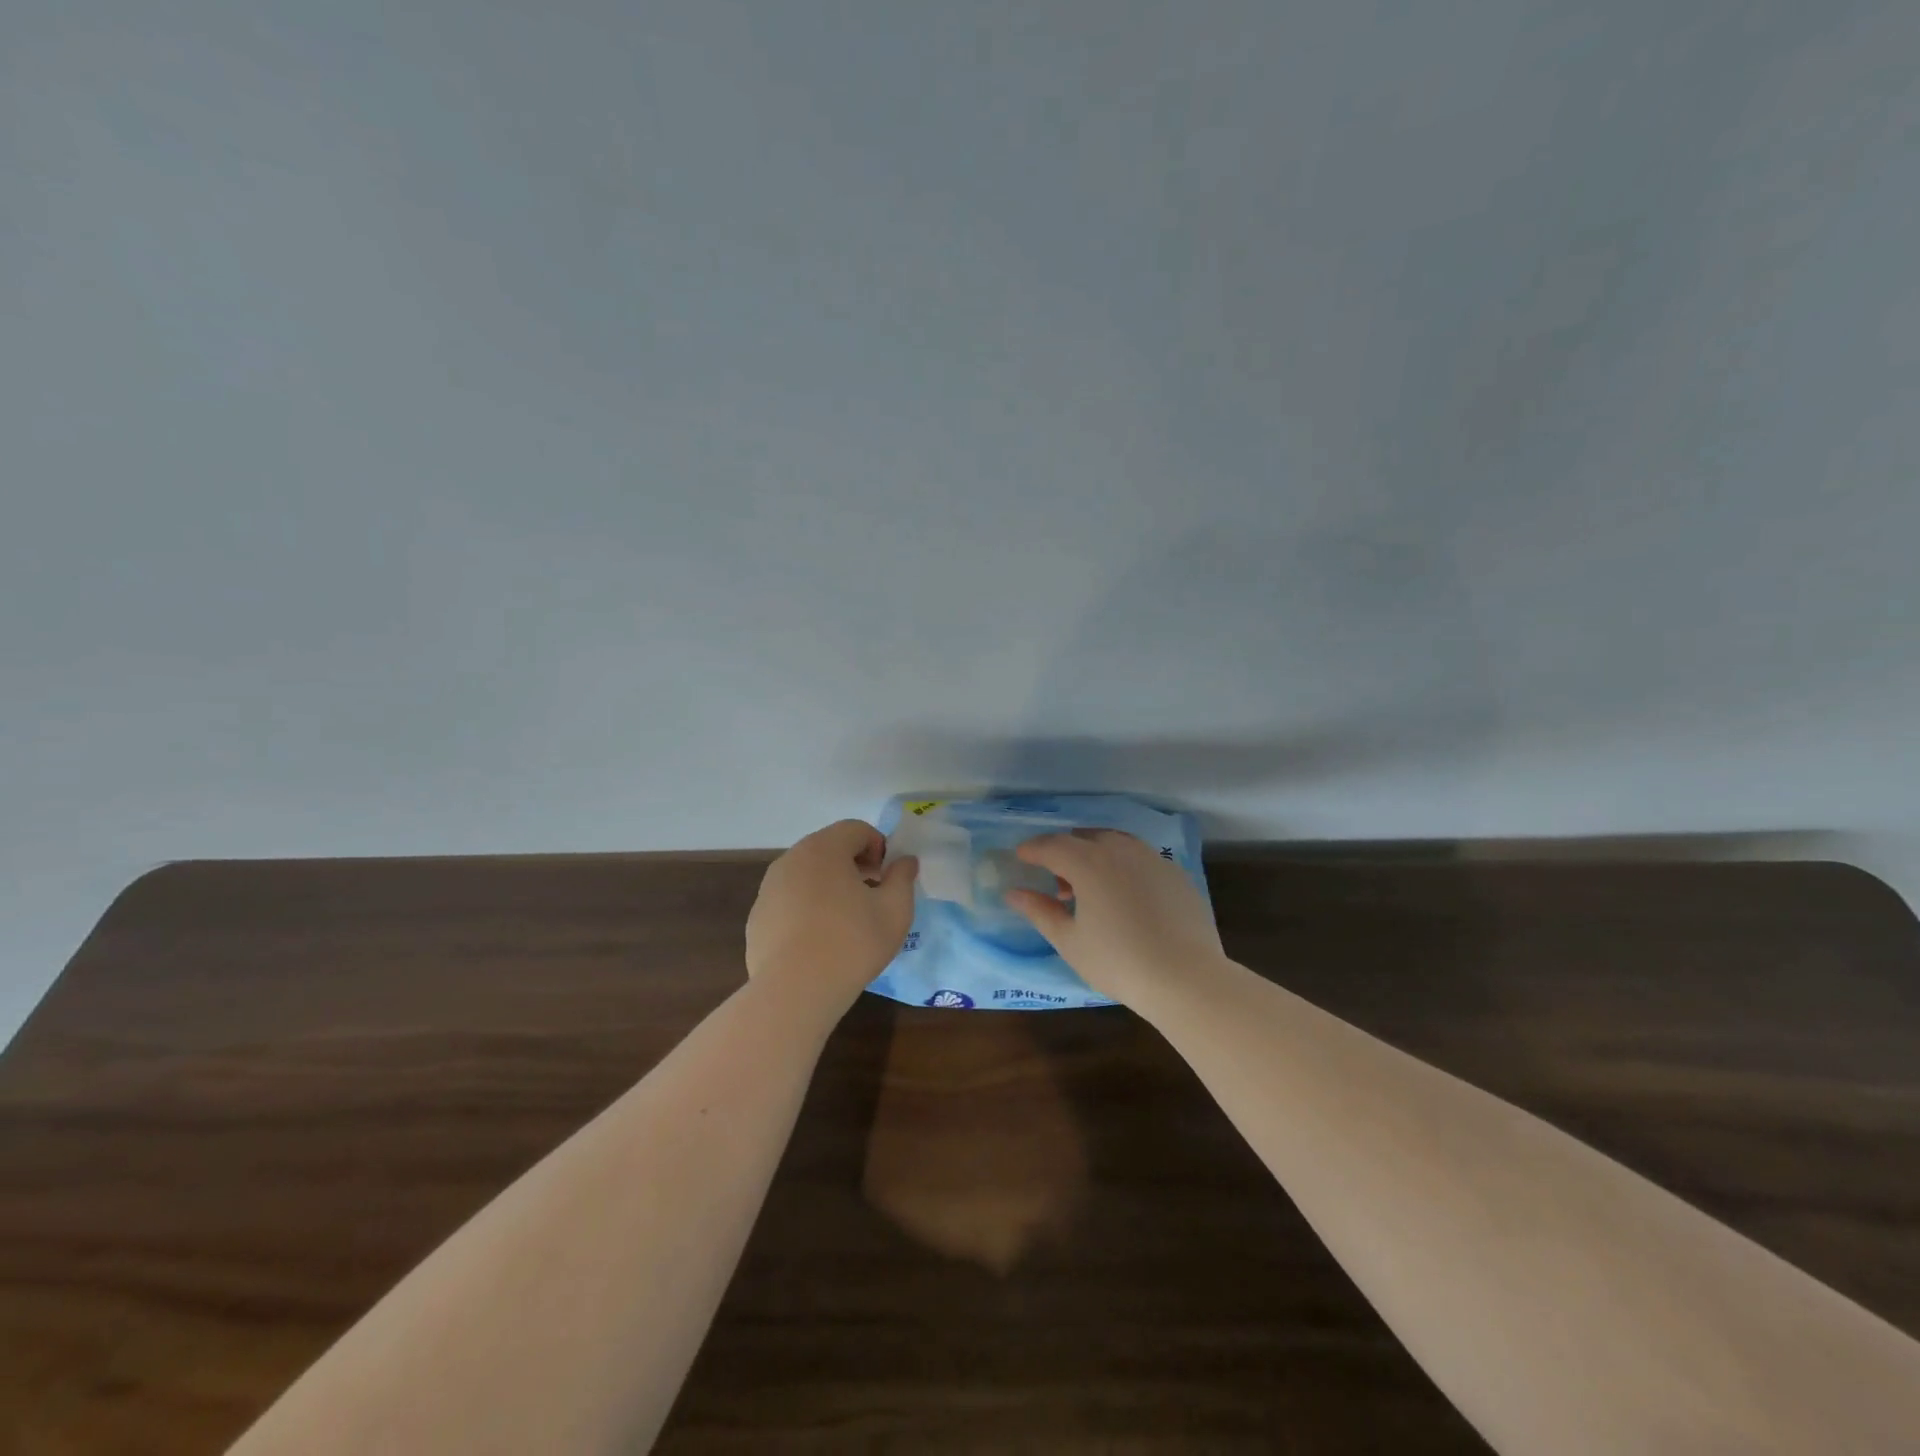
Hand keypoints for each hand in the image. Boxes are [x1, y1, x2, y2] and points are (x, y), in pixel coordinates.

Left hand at [746, 820, 917, 1019]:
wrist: (795, 991)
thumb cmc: (852, 943)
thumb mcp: (894, 910)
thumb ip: (902, 878)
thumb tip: (905, 861)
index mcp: (824, 849)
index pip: (856, 829)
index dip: (879, 847)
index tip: (887, 877)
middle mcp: (791, 859)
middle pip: (829, 848)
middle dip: (854, 864)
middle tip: (872, 895)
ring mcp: (769, 888)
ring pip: (806, 874)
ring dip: (829, 885)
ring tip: (846, 920)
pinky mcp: (757, 917)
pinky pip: (789, 900)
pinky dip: (806, 908)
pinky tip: (818, 940)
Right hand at [1004, 830, 1222, 1005]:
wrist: (1186, 978)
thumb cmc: (1118, 962)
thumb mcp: (1069, 941)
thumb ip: (1039, 911)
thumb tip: (1013, 893)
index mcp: (1088, 863)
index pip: (1052, 845)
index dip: (1033, 849)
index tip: (1021, 856)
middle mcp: (1120, 850)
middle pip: (1084, 838)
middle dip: (1064, 852)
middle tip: (1057, 883)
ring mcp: (1153, 858)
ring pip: (1115, 842)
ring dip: (1095, 855)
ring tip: (1091, 888)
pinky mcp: (1176, 873)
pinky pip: (1141, 858)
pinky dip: (1124, 866)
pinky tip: (1126, 897)